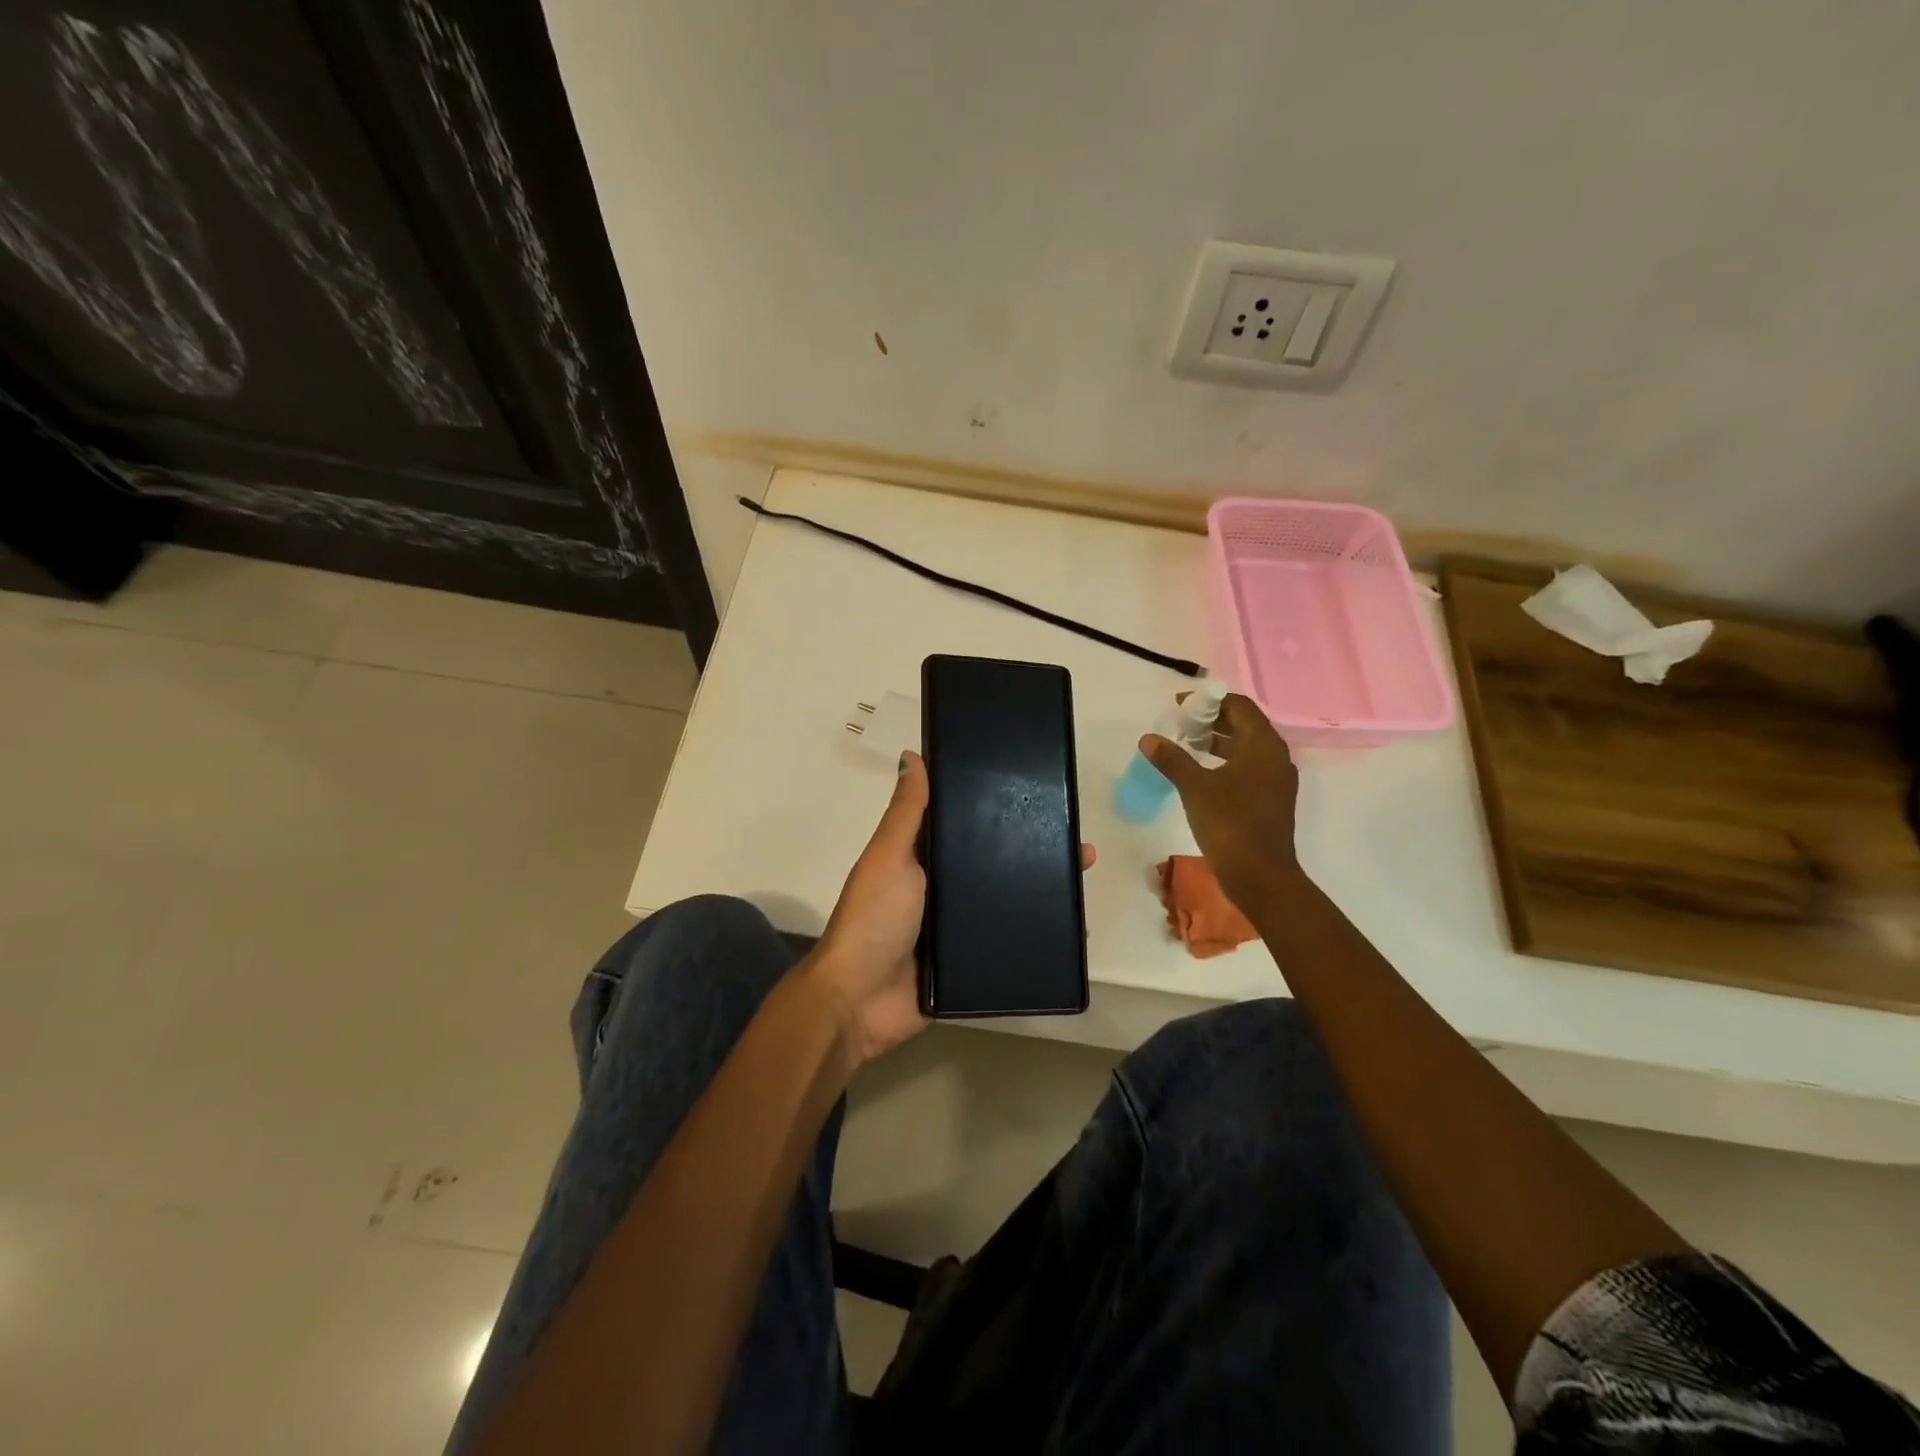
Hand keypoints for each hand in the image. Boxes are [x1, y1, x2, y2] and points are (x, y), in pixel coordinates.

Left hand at [806, 751, 1098, 1071]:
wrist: (861, 1001)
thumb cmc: (873, 919)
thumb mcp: (889, 857)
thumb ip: (906, 813)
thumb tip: (913, 756)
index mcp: (922, 858)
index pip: (966, 826)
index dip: (998, 810)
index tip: (1038, 794)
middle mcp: (942, 888)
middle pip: (994, 863)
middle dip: (1033, 851)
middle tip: (1077, 842)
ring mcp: (957, 927)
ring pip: (1006, 900)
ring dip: (1041, 890)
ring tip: (1082, 878)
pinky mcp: (969, 962)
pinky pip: (1008, 941)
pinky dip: (1035, 932)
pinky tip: (1072, 927)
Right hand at [1141, 693, 1300, 912]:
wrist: (1260, 876)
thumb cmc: (1229, 824)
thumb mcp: (1194, 787)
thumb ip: (1172, 759)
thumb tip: (1148, 738)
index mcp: (1263, 745)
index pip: (1239, 706)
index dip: (1209, 700)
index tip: (1180, 705)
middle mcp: (1275, 756)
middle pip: (1244, 724)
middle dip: (1212, 720)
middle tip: (1180, 724)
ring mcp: (1275, 780)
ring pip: (1245, 747)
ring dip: (1217, 741)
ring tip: (1186, 745)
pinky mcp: (1270, 799)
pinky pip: (1247, 767)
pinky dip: (1225, 762)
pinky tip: (1200, 773)